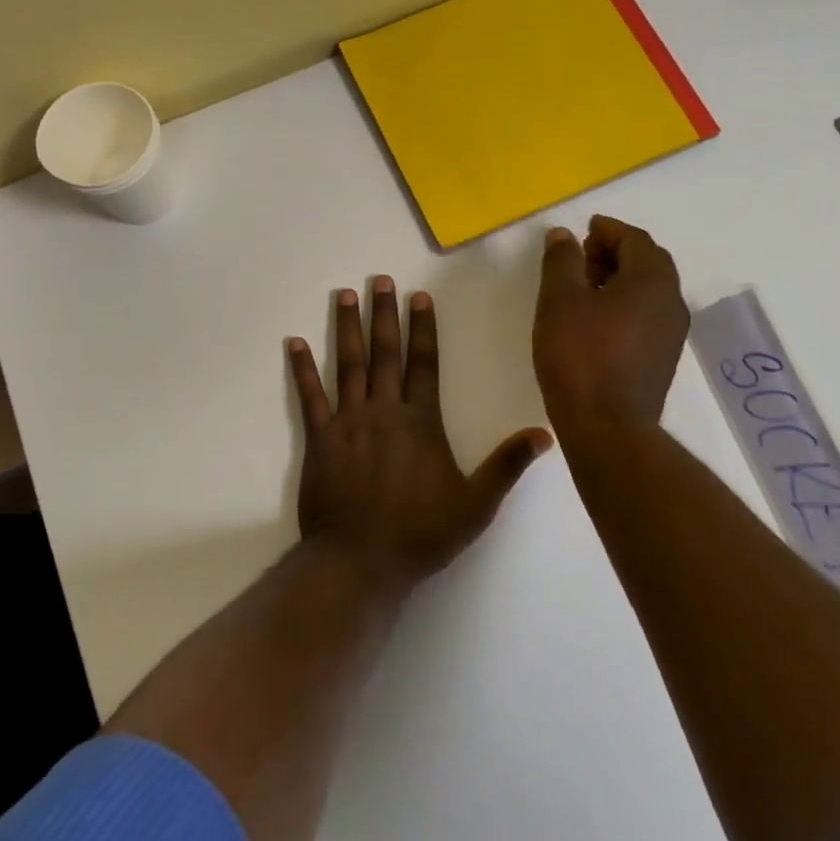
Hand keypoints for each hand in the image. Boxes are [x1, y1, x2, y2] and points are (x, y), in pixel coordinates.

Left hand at [287, 278, 552, 587]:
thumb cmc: (420, 534)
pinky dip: (302, 369)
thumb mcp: (475, 505)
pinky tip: (294, 343)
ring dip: (346, 328)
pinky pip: (310, 397)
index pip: (424, 363)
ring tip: (345, 295)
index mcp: (420, 422)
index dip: (422, 328)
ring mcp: (348, 422)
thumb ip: (506, 466)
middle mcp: (384, 411)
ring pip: (348, 365)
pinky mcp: (319, 440)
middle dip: (383, 314)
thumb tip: (545, 433)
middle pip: (385, 353)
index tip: (418, 297)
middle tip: (378, 280)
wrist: (360, 561)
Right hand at [533, 215, 688, 435]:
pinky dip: (625, 304)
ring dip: (620, 279)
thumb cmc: (580, 357)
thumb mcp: (560, 300)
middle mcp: (671, 302)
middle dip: (616, 252)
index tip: (584, 230)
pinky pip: (647, 316)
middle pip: (648, 262)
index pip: (635, 239)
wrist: (608, 428)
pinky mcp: (662, 360)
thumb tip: (564, 234)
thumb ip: (562, 261)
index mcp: (652, 280)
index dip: (608, 230)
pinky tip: (596, 321)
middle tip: (582, 257)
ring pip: (649, 291)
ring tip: (584, 288)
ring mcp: (671, 334)